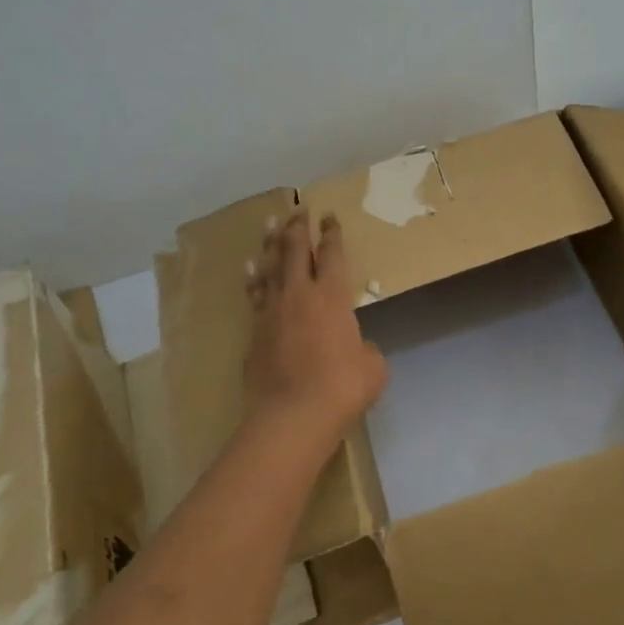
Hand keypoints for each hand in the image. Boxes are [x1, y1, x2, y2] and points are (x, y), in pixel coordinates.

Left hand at [243, 211, 387, 441]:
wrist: (292, 414)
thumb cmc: (342, 387)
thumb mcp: (372, 367)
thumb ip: (365, 349)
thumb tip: (356, 347)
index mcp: (333, 297)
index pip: (334, 256)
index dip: (332, 234)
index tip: (330, 217)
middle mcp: (300, 294)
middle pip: (297, 251)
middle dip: (299, 228)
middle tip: (299, 210)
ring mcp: (272, 311)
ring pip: (270, 267)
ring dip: (271, 244)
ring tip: (270, 224)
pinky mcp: (254, 331)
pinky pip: (254, 295)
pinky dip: (253, 279)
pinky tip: (250, 270)